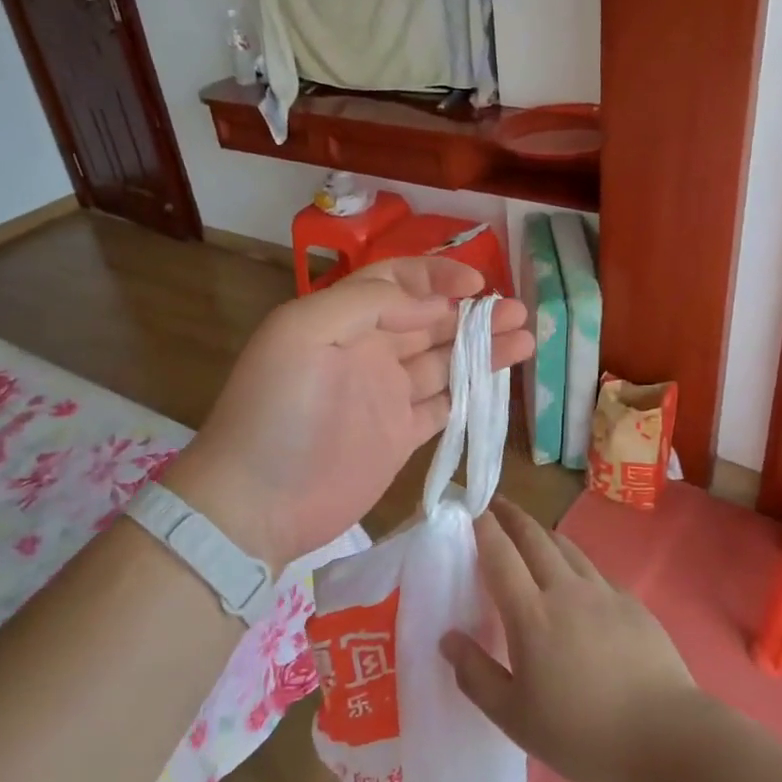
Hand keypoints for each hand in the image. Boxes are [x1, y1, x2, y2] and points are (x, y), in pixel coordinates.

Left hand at [164, 257, 532, 572]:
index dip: (436, 278)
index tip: (475, 287)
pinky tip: (502, 381)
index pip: (396, 282)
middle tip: (517, 312)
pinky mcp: (401, 436)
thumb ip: (368, 304)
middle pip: (430, 321)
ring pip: (444, 361)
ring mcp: (386, 395)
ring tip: (525, 338)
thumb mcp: (304, 333)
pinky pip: (445, 405)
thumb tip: (433, 302)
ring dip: (483, 347)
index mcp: (342, 320)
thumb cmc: (277, 411)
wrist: (256, 504)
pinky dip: (473, 391)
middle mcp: (368, 351)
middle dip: (472, 312)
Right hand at [441, 500, 699, 781]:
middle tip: (498, 504)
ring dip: (544, 533)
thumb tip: (448, 638)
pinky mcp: (632, 604)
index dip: (484, 528)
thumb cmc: (581, 733)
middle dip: (513, 516)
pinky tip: (577, 580)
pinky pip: (595, 571)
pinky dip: (575, 563)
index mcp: (531, 614)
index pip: (500, 555)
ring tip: (532, 532)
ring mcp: (604, 593)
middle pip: (535, 538)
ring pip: (567, 548)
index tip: (472, 510)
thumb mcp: (514, 717)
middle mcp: (566, 590)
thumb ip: (476, 675)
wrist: (665, 736)